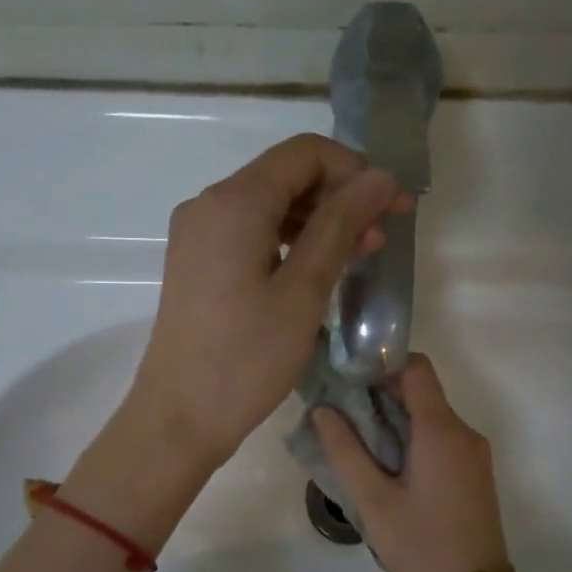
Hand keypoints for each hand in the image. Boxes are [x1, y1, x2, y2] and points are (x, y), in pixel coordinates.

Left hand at [124, 135, 406, 469]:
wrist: (179, 418)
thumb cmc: (245, 359)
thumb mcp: (303, 291)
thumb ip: (340, 226)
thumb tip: (379, 178)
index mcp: (233, 202)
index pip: (305, 153)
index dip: (356, 171)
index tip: (392, 207)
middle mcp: (208, 206)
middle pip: (285, 176)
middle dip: (340, 197)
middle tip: (383, 236)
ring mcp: (198, 236)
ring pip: (269, 207)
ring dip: (318, 223)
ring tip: (359, 257)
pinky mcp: (197, 265)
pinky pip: (250, 236)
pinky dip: (289, 244)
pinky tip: (318, 272)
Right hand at [313, 354, 511, 571]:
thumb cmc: (420, 544)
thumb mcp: (372, 500)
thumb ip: (345, 450)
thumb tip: (323, 409)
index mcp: (441, 430)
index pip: (416, 368)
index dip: (382, 365)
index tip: (349, 383)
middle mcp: (464, 432)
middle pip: (422, 391)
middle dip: (380, 394)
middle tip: (341, 416)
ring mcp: (474, 453)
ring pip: (431, 416)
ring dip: (395, 419)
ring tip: (358, 444)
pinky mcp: (475, 472)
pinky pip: (441, 438)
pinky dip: (412, 438)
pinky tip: (387, 466)